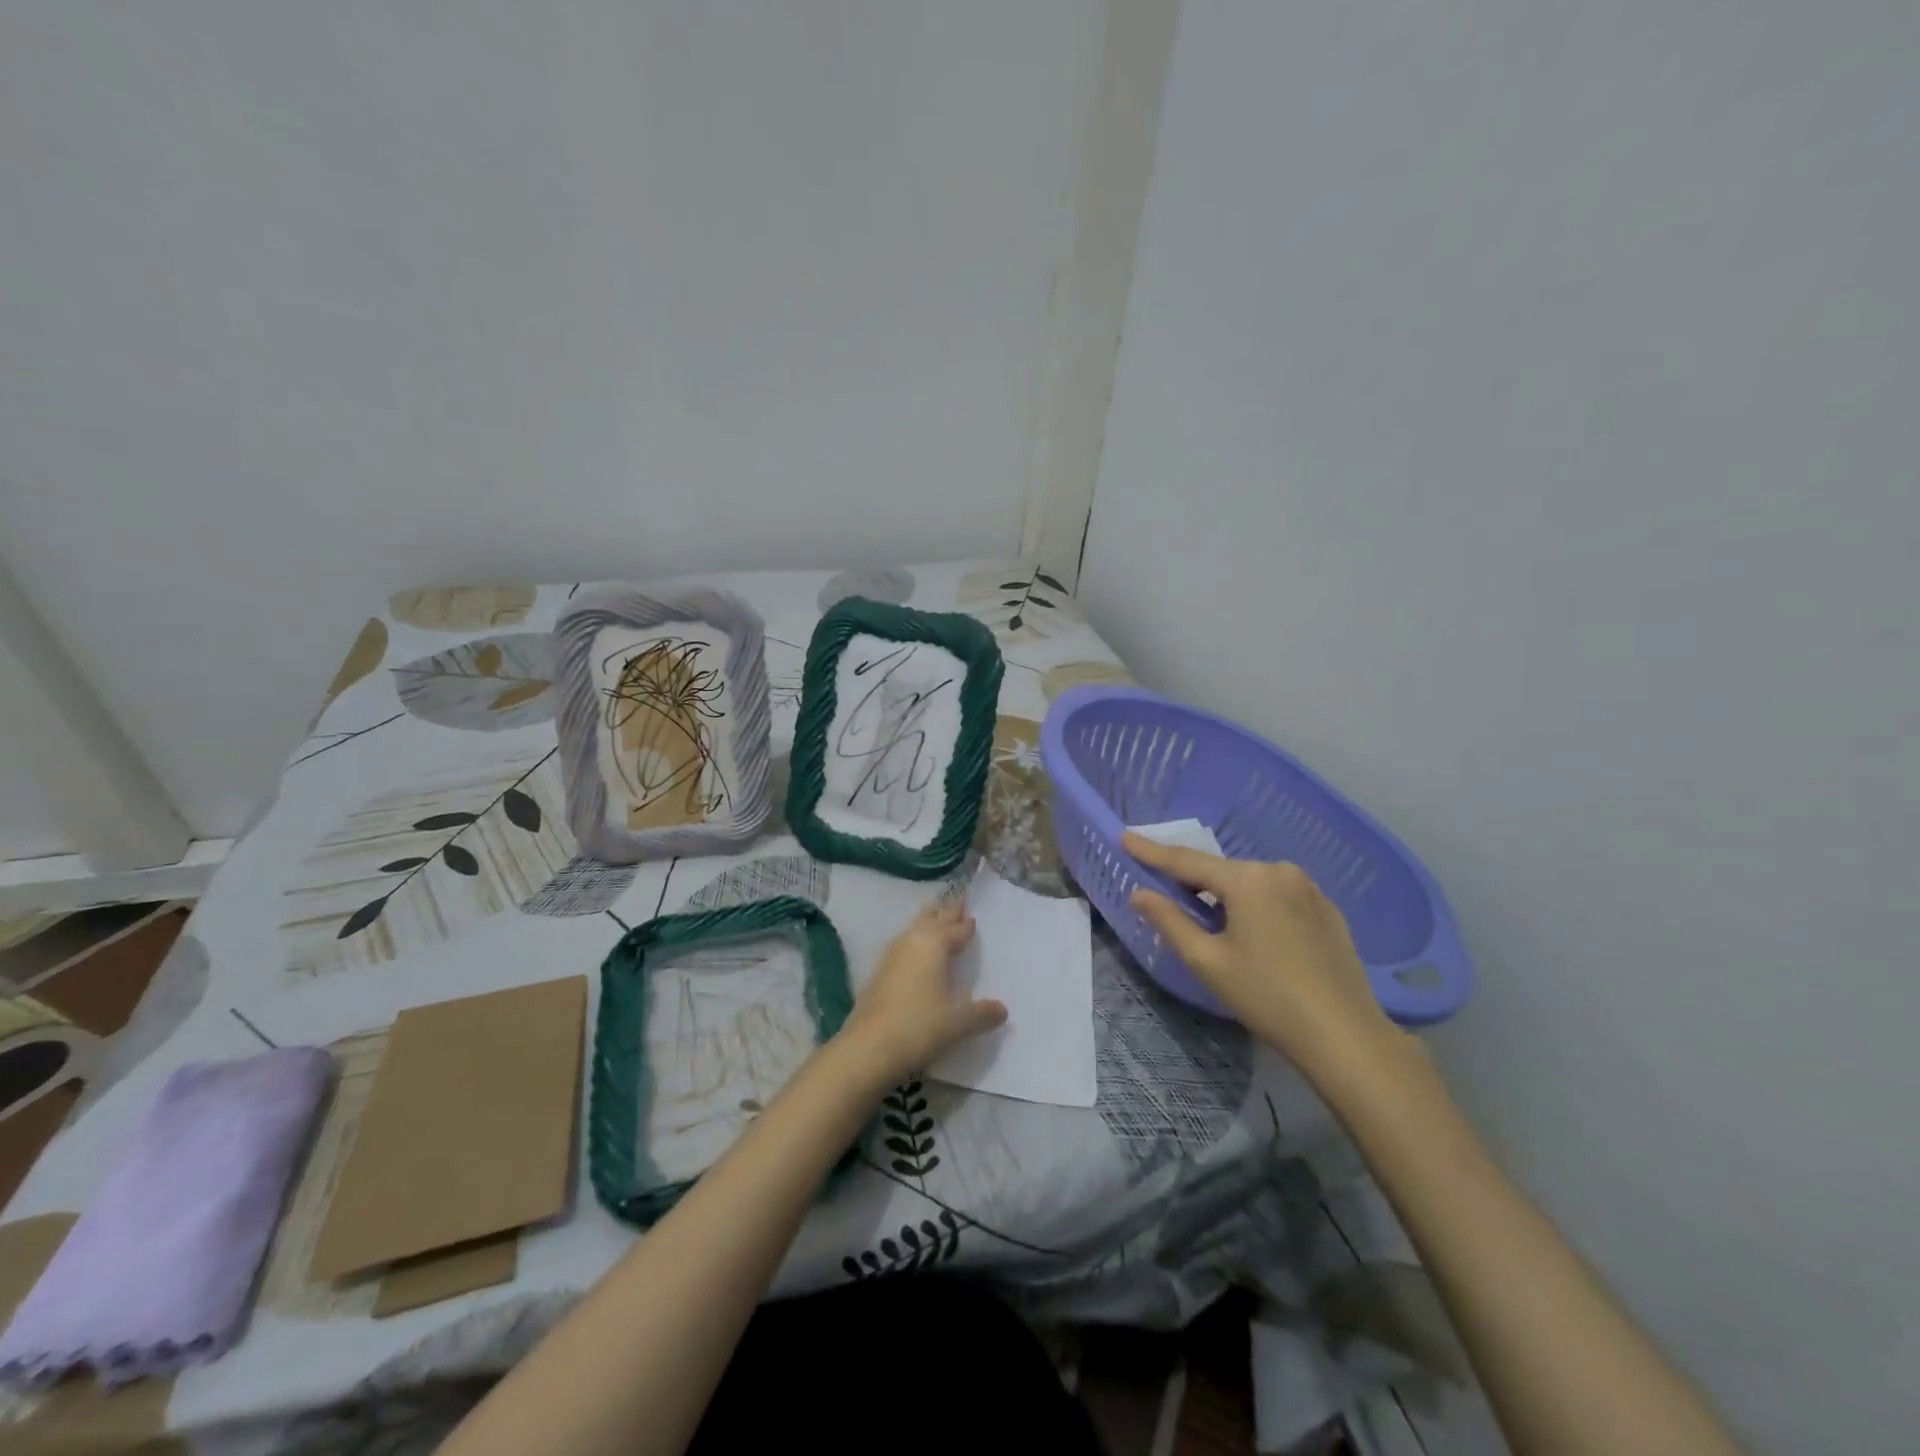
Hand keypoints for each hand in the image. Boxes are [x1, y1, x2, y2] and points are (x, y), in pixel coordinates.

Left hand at [838, 900, 1007, 1080]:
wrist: (867, 1048)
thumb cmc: (919, 1027)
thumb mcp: (958, 1023)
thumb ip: (981, 1014)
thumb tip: (1003, 1009)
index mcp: (933, 946)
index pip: (954, 930)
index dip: (964, 925)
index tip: (972, 917)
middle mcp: (910, 944)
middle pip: (930, 921)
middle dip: (945, 913)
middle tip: (957, 903)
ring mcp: (890, 958)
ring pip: (912, 930)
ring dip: (925, 923)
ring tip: (934, 919)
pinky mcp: (877, 975)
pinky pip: (901, 947)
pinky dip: (912, 943)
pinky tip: (912, 953)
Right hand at [1124, 832, 1410, 1084]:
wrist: (1345, 1036)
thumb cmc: (1267, 996)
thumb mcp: (1207, 961)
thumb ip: (1169, 920)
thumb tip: (1139, 893)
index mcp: (1247, 879)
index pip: (1187, 861)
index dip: (1152, 851)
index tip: (1125, 836)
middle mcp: (1279, 871)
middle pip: (1222, 872)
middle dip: (1193, 882)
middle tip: (1165, 894)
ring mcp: (1309, 889)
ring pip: (1250, 884)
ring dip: (1225, 897)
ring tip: (1212, 926)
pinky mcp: (1327, 910)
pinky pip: (1277, 897)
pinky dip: (1256, 907)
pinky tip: (1255, 937)